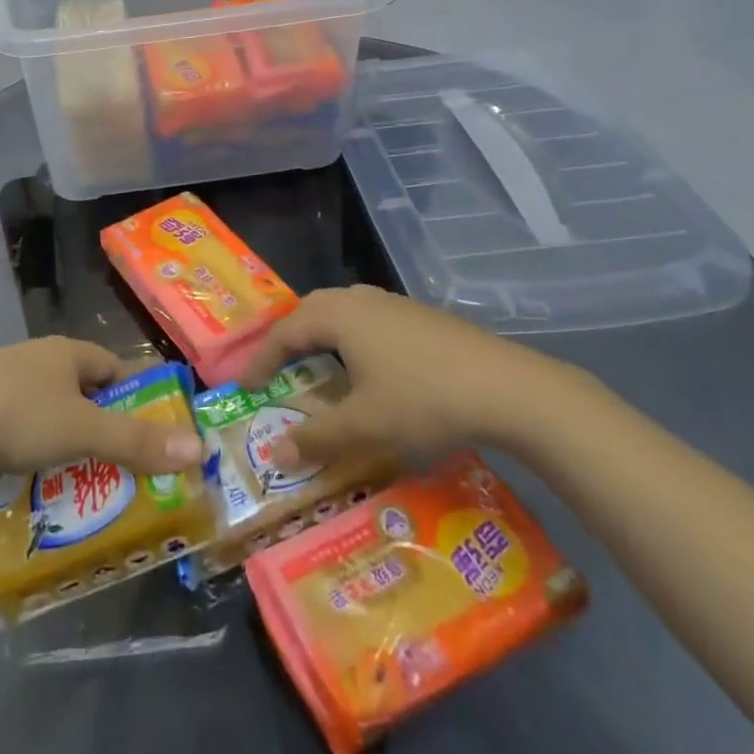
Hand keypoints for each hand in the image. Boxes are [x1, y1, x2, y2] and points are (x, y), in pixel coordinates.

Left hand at [0, 338, 202, 478]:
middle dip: (100, 426)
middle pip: (81, 390)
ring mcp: (1, 377)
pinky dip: (30, 446)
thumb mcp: (83, 431)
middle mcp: (36, 357)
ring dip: (64, 439)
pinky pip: (17, 423)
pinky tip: (27, 475)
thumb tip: (198, 447)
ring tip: (74, 480)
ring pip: (48, 408)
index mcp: (65, 351)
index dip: (135, 399)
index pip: (113, 368)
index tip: (148, 436)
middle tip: (116, 467)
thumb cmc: (18, 416)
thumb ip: (138, 441)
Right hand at [237, 285, 575, 468]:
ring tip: (315, 367)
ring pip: (341, 313)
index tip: (244, 387)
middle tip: (275, 371)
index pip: (284, 331)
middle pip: (310, 312)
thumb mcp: (365, 424)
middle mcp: (360, 299)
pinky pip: (367, 321)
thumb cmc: (424, 399)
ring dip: (320, 338)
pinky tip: (365, 368)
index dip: (260, 360)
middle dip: (288, 341)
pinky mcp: (419, 317)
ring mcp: (393, 304)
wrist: (509, 388)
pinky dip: (350, 341)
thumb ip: (316, 437)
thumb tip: (274, 453)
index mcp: (338, 314)